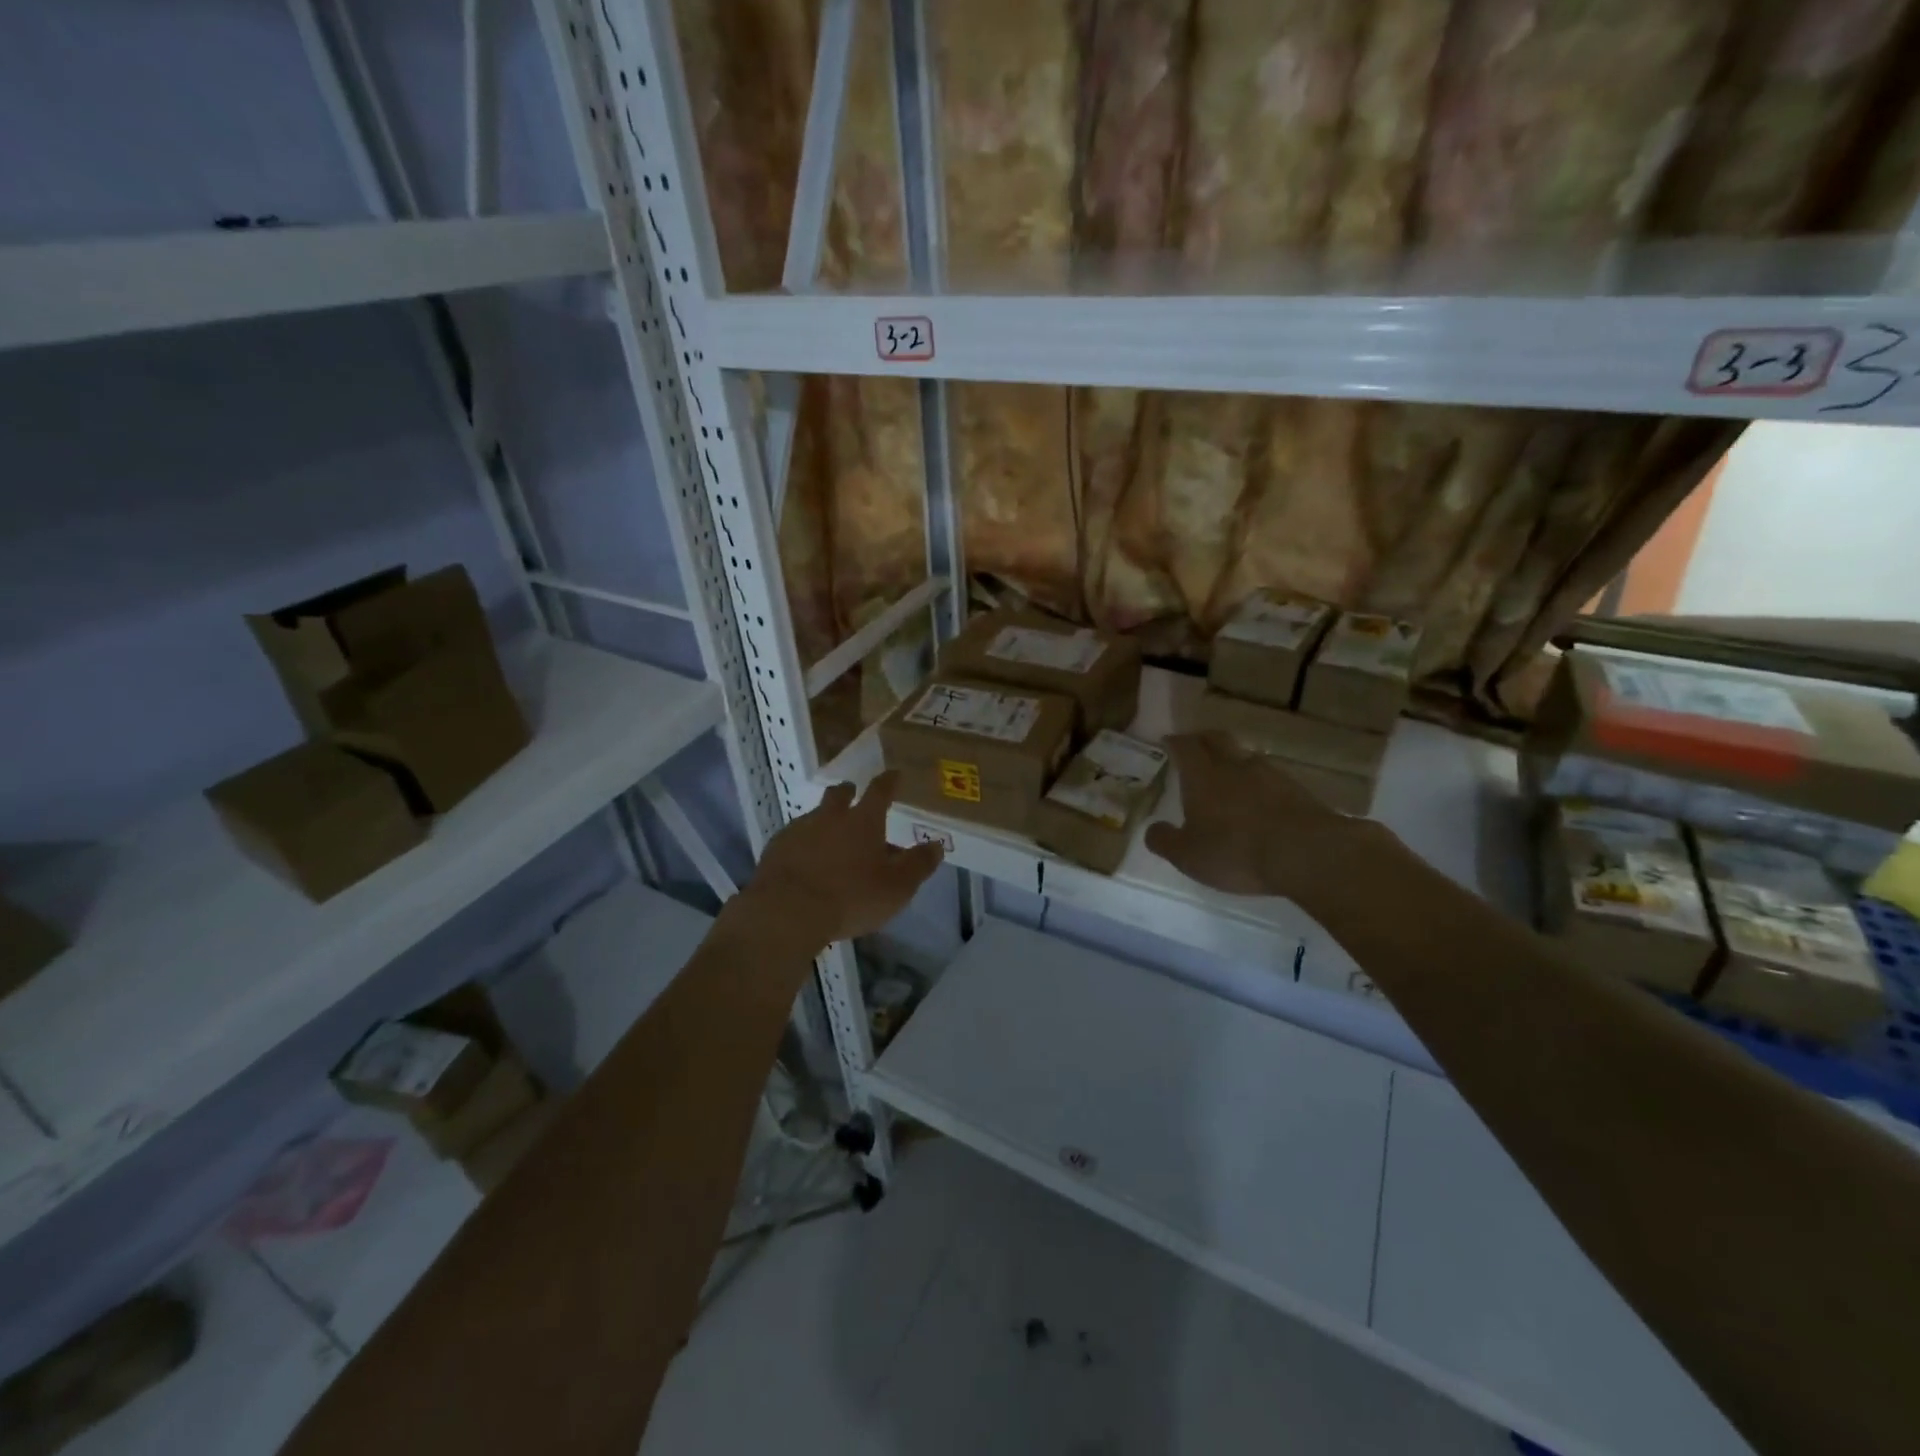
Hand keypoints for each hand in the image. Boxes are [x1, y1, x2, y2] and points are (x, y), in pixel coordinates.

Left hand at [747, 770, 944, 948]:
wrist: (787, 912)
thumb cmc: (851, 897)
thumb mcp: (897, 887)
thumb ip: (918, 865)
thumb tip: (936, 846)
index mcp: (863, 821)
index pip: (880, 791)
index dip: (889, 781)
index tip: (894, 774)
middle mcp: (830, 817)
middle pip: (839, 795)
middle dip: (848, 792)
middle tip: (853, 794)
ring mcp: (799, 830)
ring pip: (815, 817)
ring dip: (824, 822)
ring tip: (830, 840)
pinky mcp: (775, 849)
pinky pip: (794, 839)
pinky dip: (804, 845)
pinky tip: (806, 863)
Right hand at [1145, 732, 1379, 900]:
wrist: (1305, 853)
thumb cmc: (1235, 851)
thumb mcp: (1188, 856)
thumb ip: (1165, 841)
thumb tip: (1152, 830)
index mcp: (1202, 776)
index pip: (1185, 747)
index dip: (1174, 742)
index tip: (1168, 741)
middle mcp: (1234, 766)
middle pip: (1217, 739)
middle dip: (1203, 738)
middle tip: (1195, 745)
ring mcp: (1270, 774)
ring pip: (1245, 755)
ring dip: (1233, 758)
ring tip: (1228, 772)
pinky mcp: (1297, 790)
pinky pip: (1271, 776)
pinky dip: (1259, 781)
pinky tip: (1259, 797)